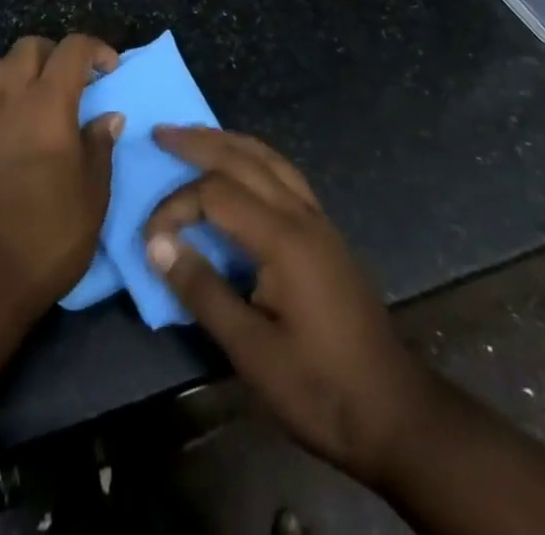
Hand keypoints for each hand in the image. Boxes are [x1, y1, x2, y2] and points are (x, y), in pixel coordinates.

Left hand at [0, 33, 122, 314]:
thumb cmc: (49, 234)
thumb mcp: (93, 194)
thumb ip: (100, 146)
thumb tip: (107, 115)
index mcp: (49, 105)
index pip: (72, 49)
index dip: (96, 49)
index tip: (111, 70)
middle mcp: (11, 98)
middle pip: (30, 46)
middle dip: (57, 53)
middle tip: (76, 82)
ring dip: (23, 68)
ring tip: (40, 96)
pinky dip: (0, 91)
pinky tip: (13, 121)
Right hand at [143, 127, 431, 489]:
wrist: (394, 411)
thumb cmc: (319, 386)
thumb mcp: (251, 351)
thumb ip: (202, 290)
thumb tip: (157, 244)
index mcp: (283, 238)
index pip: (217, 194)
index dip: (176, 206)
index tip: (150, 238)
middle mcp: (302, 214)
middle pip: (244, 158)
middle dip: (200, 142)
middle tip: (161, 133)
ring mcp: (318, 219)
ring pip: (269, 158)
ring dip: (229, 142)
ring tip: (195, 136)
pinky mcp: (326, 232)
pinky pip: (283, 173)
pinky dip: (253, 158)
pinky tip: (241, 167)